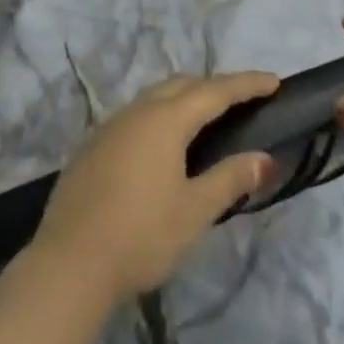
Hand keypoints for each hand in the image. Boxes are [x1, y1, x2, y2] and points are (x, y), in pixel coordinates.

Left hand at [32, 72, 278, 305]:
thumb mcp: (194, 211)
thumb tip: (266, 158)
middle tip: (242, 99)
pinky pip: (135, 116)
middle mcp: (137, 111)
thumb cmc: (141, 235)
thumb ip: (230, 179)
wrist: (69, 262)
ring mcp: (110, 126)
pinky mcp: (92, 145)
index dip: (246, 84)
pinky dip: (159, 116)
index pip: (215, 91)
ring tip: (205, 117)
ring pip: (155, 97)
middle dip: (214, 86)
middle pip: (182, 85)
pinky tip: (162, 144)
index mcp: (165, 119)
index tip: (273, 80)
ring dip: (184, 98)